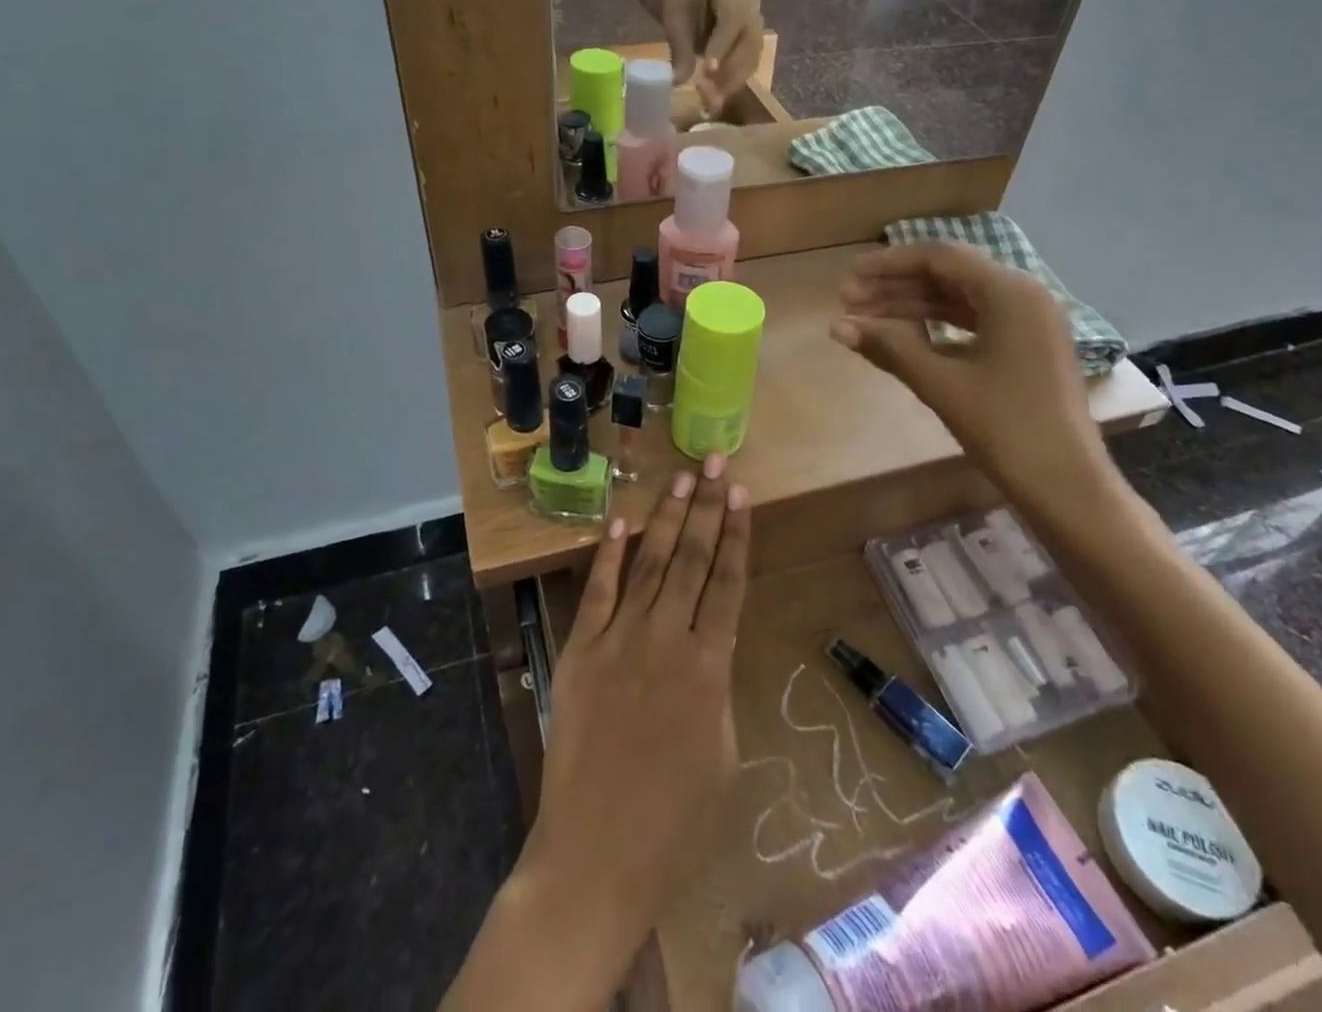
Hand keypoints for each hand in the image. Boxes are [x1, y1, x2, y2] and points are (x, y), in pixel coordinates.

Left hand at [526, 455, 751, 937]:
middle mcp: (666, 641)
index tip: (740, 495)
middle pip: (690, 559)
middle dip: (705, 507)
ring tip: (679, 478)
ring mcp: (619, 641)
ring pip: (648, 564)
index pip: (727, 584)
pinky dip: (609, 555)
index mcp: (709, 669)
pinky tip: (620, 522)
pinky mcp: (580, 651)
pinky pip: (598, 592)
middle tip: (714, 463)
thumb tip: (712, 646)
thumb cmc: (674, 825)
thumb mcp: (724, 758)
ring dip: (665, 518)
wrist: (595, 858)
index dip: (736, 535)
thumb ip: (720, 690)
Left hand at [662, 0, 763, 111]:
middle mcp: (751, 3)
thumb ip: (679, 48)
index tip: (708, 70)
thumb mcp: (675, 22)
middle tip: (710, 94)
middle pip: (749, 40)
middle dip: (730, 70)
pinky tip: (719, 96)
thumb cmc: (683, 9)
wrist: (693, 5)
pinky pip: (751, 65)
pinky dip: (735, 83)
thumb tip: (679, 80)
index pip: (731, 18)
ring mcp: (758, 23)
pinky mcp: (757, 43)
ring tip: (713, 100)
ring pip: (753, 56)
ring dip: (734, 81)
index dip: (721, 46)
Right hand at [832, 243, 1112, 516]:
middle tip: (848, 301)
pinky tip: (904, 338)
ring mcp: (1029, 321)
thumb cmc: (1005, 428)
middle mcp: (1023, 294)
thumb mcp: (940, 383)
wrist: (1066, 484)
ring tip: (866, 319)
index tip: (849, 277)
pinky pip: (975, 321)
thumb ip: (889, 346)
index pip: (939, 257)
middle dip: (896, 286)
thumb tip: (836, 326)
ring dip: (913, 306)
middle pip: (949, 275)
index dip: (889, 263)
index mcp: (1010, 291)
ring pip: (960, 299)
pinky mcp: (1027, 345)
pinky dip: (937, 326)